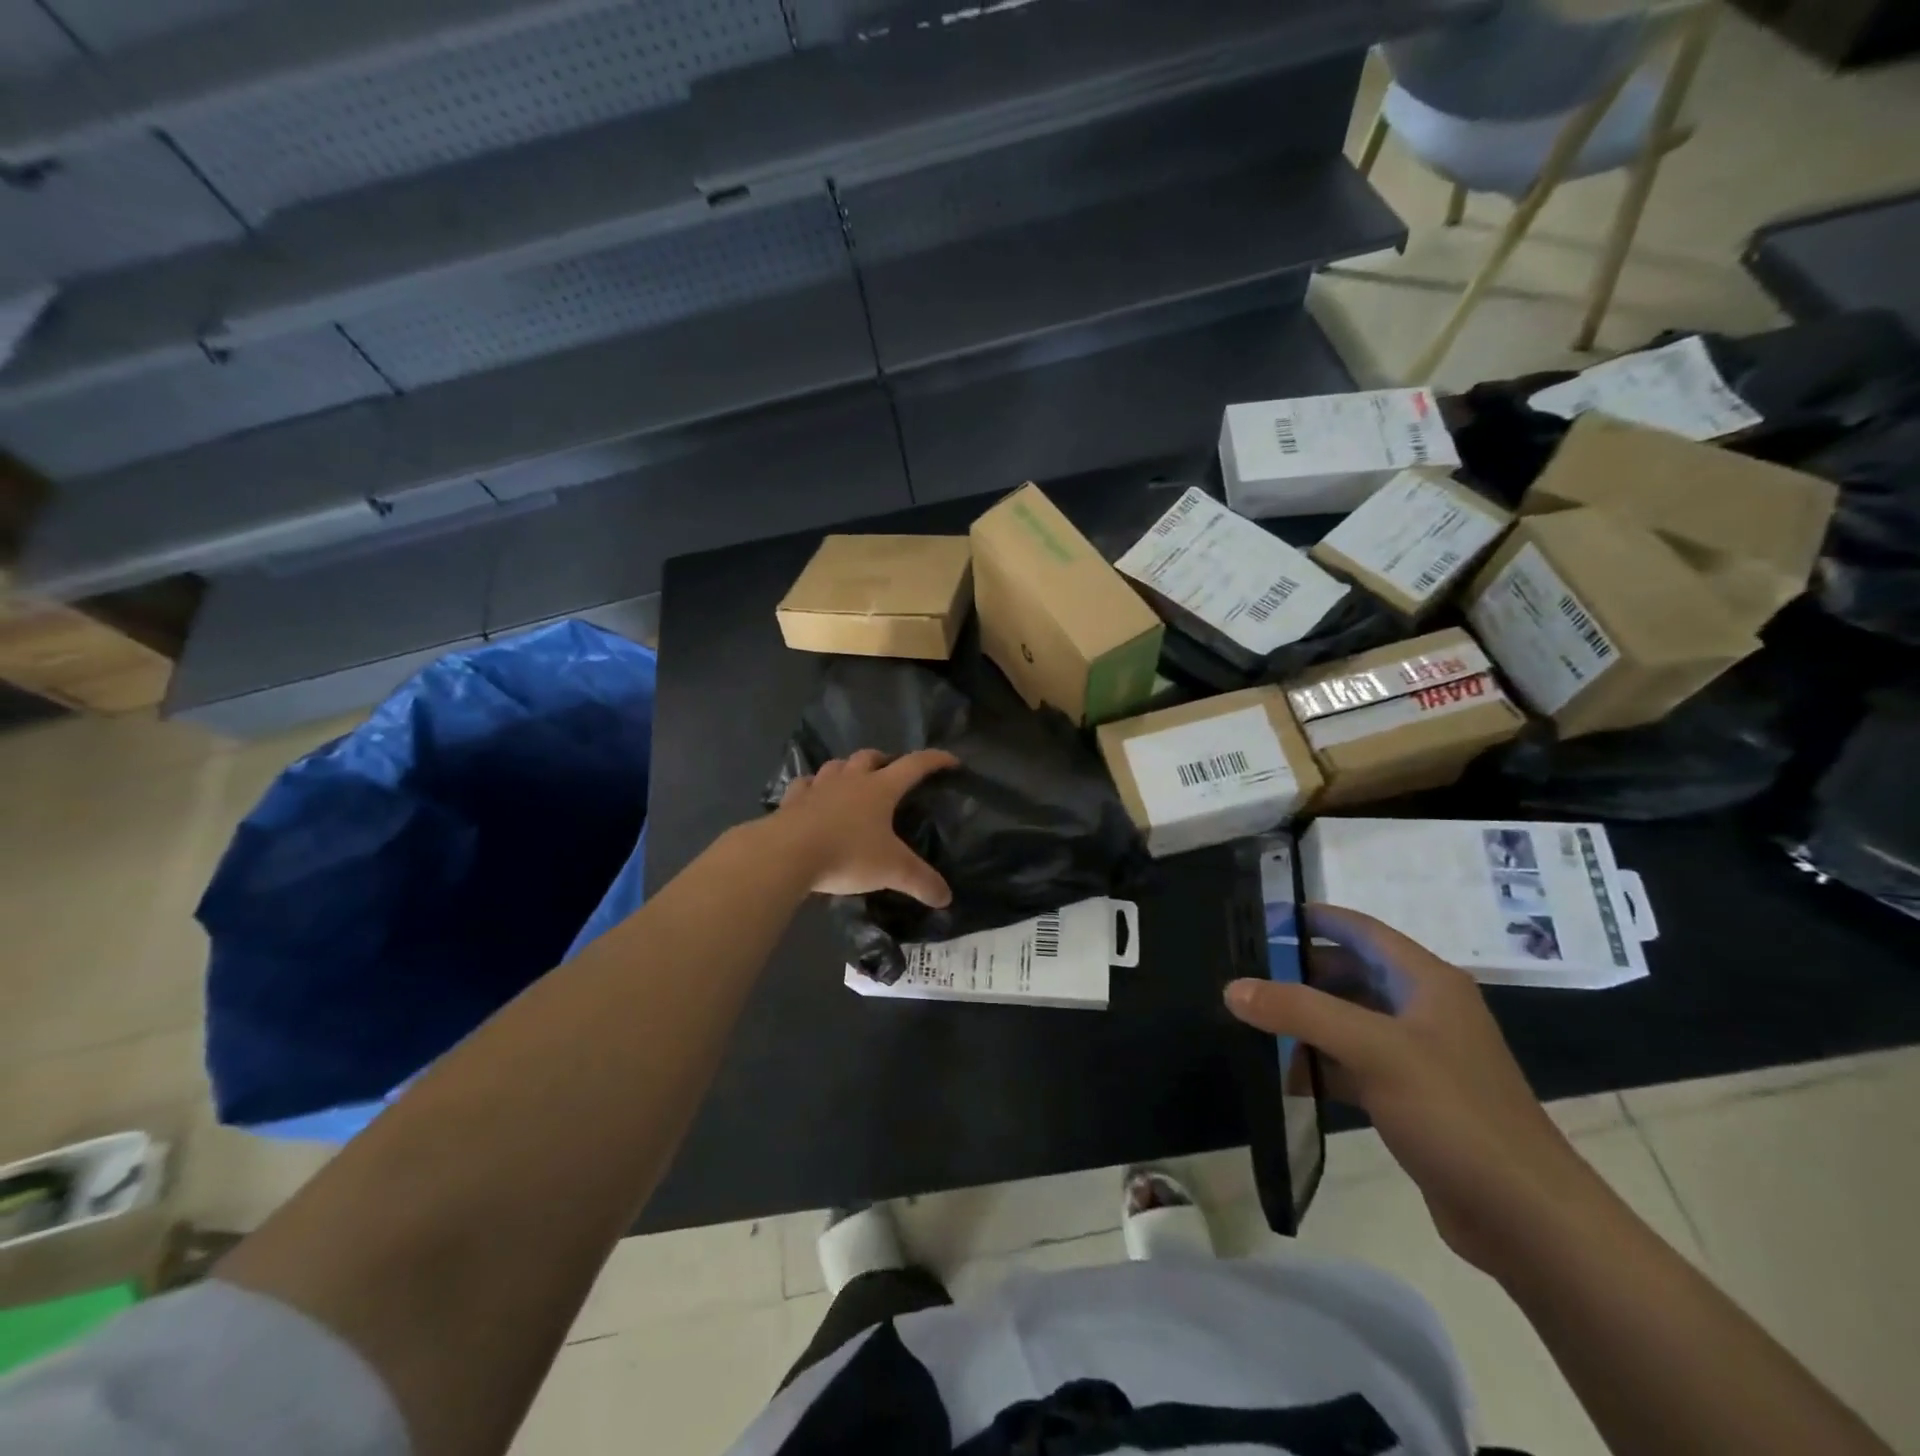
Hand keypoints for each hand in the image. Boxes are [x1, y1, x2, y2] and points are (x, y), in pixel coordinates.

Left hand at [773, 749, 960, 907]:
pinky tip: (813, 797)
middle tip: (891, 773)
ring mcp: (818, 788)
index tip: (951, 761)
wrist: (786, 854)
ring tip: (852, 782)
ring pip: (836, 766)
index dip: (935, 760)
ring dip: (847, 769)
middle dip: (884, 760)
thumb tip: (946, 898)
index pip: (914, 765)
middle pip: (870, 757)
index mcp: (880, 789)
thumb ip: (921, 882)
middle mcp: (850, 780)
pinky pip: (805, 785)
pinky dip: (813, 788)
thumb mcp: (892, 870)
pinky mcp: (791, 801)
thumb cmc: (847, 854)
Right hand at [1225, 905, 1599, 1273]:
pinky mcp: (1411, 1099)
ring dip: (1305, 1022)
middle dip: (1299, 973)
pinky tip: (1285, 1078)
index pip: (1361, 930)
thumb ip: (1299, 1012)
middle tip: (1244, 974)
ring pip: (1348, 1021)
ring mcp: (1418, 1056)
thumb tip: (1233, 988)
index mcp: (1426, 982)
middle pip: (1350, 973)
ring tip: (1251, 1023)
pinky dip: (1320, 1065)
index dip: (1314, 919)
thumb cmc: (1454, 1113)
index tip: (1261, 917)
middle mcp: (1423, 1010)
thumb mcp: (1372, 1050)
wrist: (1528, 1220)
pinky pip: (1353, 1065)